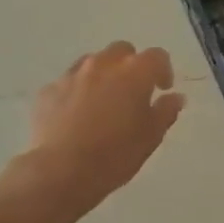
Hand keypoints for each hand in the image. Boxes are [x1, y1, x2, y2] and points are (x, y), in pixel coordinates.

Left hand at [0, 43, 185, 222]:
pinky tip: (75, 115)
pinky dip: (76, 91)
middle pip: (122, 50)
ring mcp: (72, 75)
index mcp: (135, 72)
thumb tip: (175, 97)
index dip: (163, 70)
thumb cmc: (115, 154)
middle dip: (130, 65)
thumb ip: (166, 111)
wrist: (60, 171)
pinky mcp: (48, 91)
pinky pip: (68, 82)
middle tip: (132, 91)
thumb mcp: (151, 136)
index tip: (162, 89)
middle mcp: (103, 64)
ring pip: (92, 62)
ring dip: (102, 74)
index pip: (157, 56)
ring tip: (103, 101)